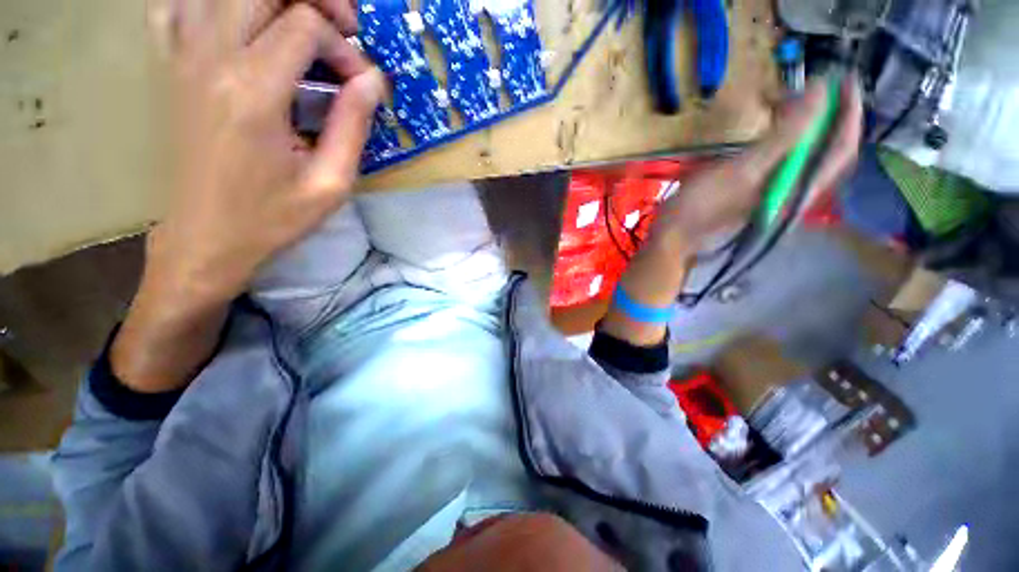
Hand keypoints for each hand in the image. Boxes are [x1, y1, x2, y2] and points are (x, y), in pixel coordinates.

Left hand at [148, 0, 384, 304]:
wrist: (205, 238)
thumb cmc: (272, 218)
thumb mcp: (330, 184)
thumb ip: (353, 127)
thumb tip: (373, 80)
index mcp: (254, 91)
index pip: (305, 25)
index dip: (343, 46)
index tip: (359, 83)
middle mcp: (211, 59)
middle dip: (312, 1)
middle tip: (340, 30)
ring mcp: (182, 58)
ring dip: (270, 0)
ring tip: (300, 24)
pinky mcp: (171, 69)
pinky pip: (177, 6)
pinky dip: (210, 3)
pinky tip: (237, 23)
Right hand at [651, 76, 862, 255]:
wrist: (674, 238)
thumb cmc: (703, 207)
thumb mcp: (744, 169)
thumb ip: (786, 135)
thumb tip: (821, 93)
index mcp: (799, 186)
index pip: (842, 146)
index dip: (848, 111)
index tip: (844, 79)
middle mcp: (796, 189)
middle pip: (828, 148)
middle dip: (826, 114)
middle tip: (809, 88)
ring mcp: (776, 191)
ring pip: (807, 152)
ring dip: (805, 124)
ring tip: (788, 102)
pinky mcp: (758, 191)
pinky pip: (784, 158)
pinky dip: (783, 137)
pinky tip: (769, 129)